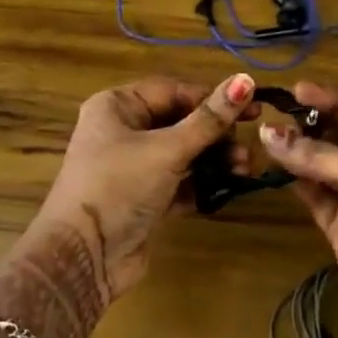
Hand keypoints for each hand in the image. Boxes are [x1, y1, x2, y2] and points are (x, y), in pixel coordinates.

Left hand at [31, 73, 258, 299]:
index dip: (212, 98)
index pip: (173, 91)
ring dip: (214, 159)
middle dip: (216, 134)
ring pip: (183, 153)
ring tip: (244, 169)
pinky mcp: (144, 198)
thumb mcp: (167, 150)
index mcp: (117, 106)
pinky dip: (202, 183)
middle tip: (248, 146)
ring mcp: (133, 167)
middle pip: (180, 122)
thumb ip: (209, 119)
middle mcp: (123, 131)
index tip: (252, 108)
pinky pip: (180, 182)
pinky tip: (229, 187)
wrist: (84, 258)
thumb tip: (245, 79)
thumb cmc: (119, 187)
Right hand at [259, 82, 337, 337]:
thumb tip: (268, 133)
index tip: (297, 91)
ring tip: (266, 134)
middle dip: (312, 125)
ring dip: (300, 152)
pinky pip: (316, 198)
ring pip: (324, 168)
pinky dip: (297, 182)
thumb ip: (322, 157)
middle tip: (275, 112)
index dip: (333, 101)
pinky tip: (276, 164)